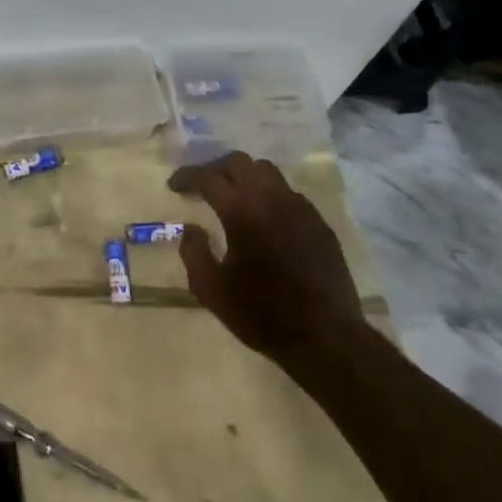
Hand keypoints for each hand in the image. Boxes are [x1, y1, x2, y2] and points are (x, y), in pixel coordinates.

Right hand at [167, 152, 365, 360]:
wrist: (327, 339)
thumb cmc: (262, 314)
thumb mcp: (211, 289)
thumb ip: (193, 252)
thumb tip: (191, 229)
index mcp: (241, 211)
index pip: (207, 177)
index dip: (186, 176)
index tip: (174, 185)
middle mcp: (271, 199)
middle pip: (239, 162)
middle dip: (215, 168)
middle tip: (202, 185)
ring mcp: (300, 209)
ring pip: (267, 171)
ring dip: (245, 176)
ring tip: (233, 196)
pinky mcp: (320, 224)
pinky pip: (289, 193)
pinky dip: (270, 195)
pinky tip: (265, 218)